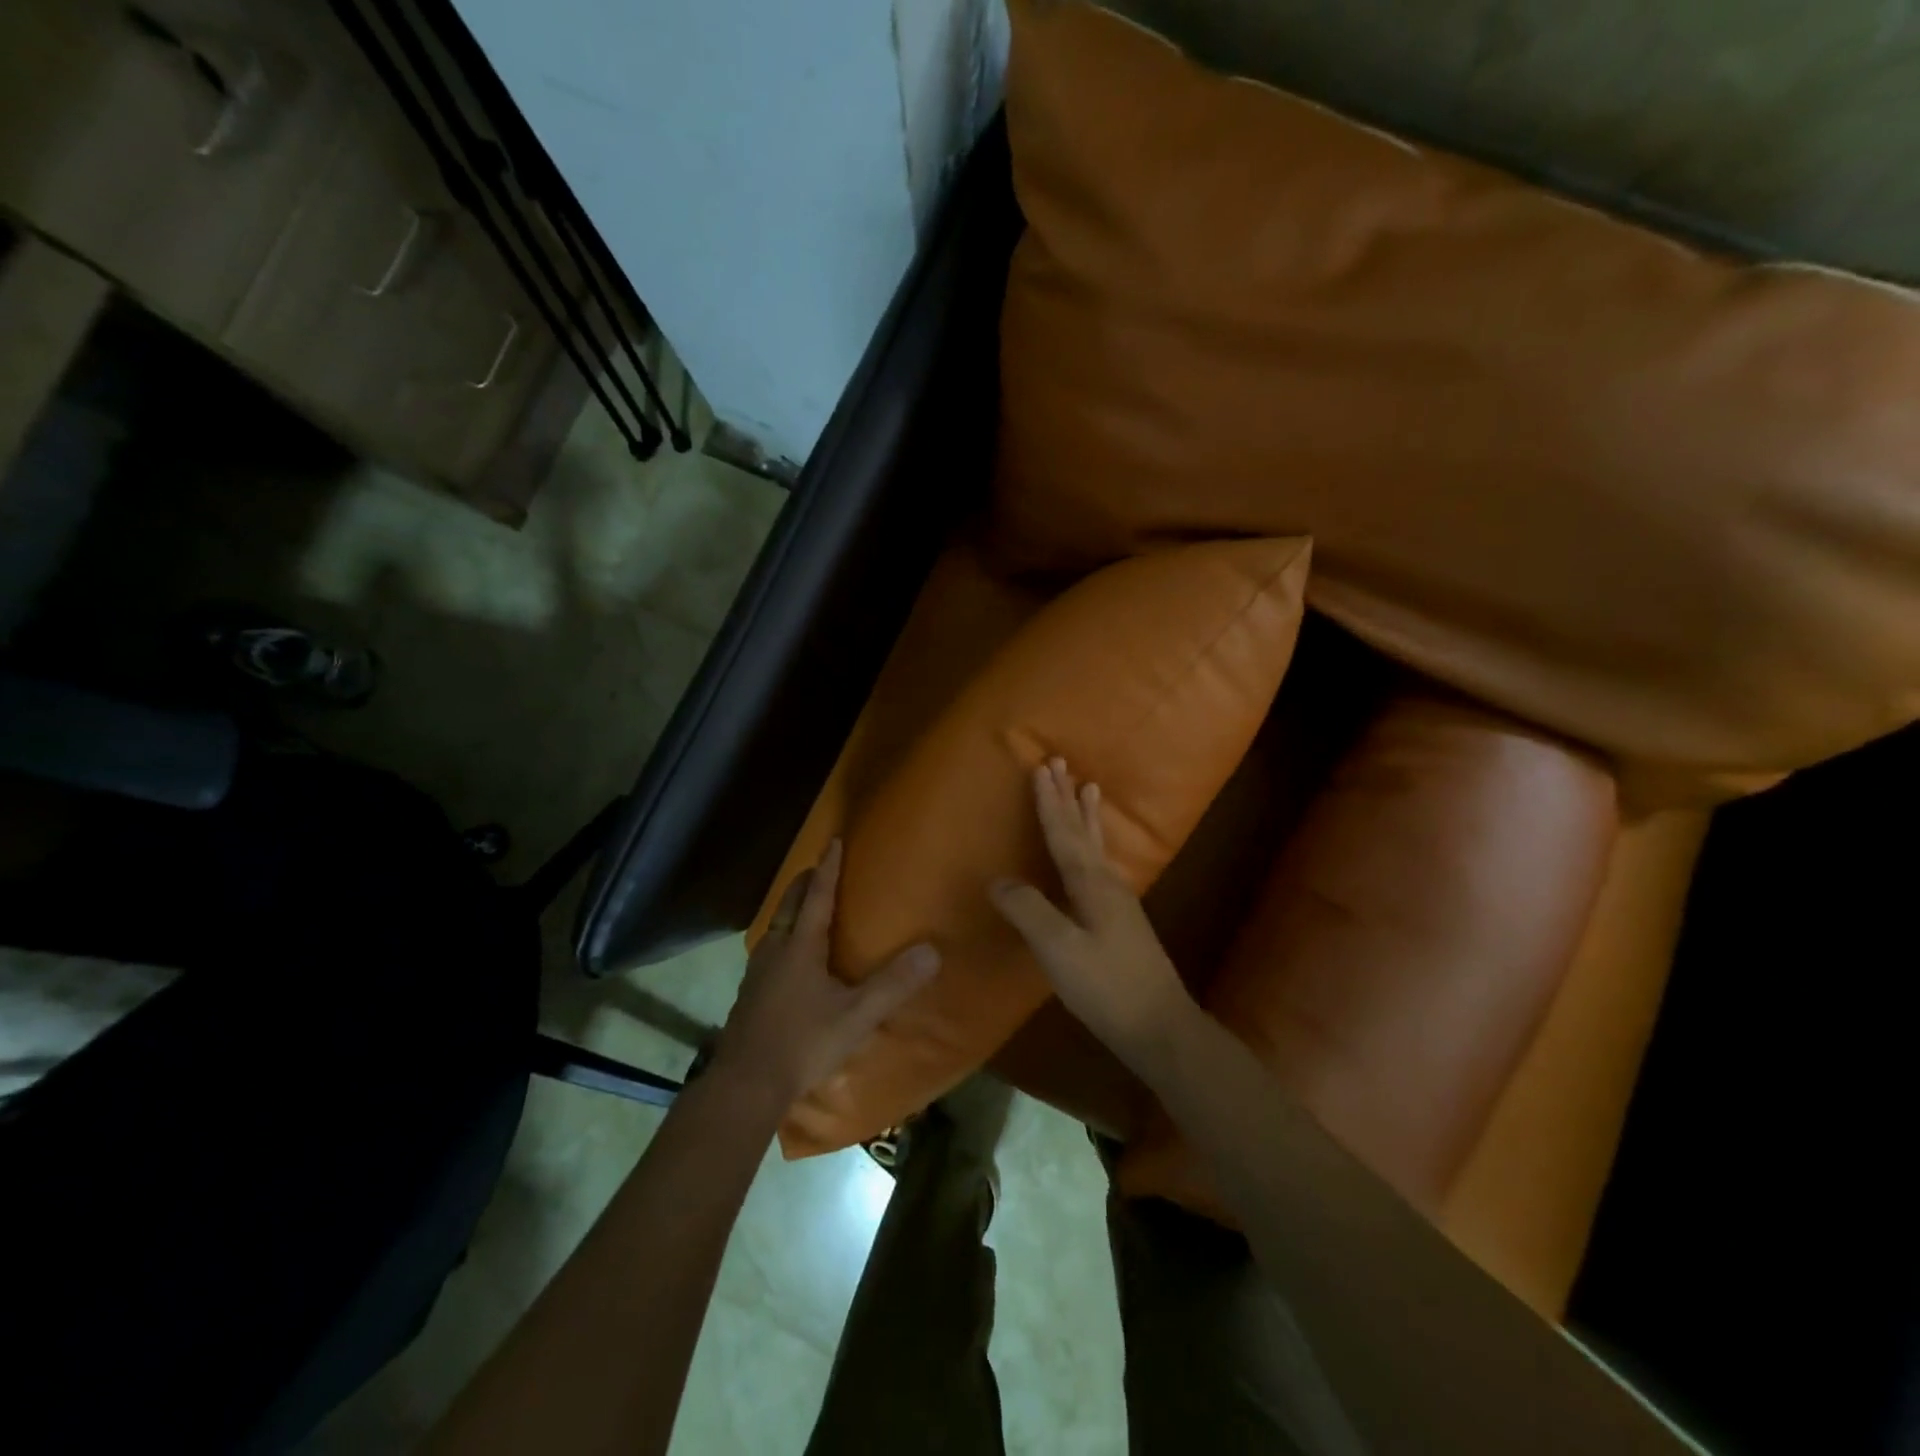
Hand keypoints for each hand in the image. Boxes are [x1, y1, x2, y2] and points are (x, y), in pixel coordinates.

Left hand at [713, 838, 939, 1104]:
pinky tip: (788, 958)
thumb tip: (932, 951)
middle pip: (789, 905)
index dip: (828, 868)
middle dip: (805, 883)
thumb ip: (893, 984)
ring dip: (791, 909)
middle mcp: (775, 951)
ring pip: (775, 927)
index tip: (833, 841)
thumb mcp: (856, 1016)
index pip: (817, 896)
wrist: (745, 1085)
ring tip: (805, 907)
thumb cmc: (803, 1043)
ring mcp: (757, 973)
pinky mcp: (749, 995)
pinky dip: (782, 936)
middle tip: (819, 868)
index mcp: (800, 947)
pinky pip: (768, 950)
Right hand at [990, 758, 1196, 1076]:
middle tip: (1061, 763)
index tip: (1041, 767)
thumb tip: (998, 880)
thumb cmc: (1107, 987)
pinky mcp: (1122, 920)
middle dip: (1068, 798)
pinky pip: (1101, 864)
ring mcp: (1119, 902)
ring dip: (1087, 816)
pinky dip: (1094, 844)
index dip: (1049, 802)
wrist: (1161, 1027)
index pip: (1063, 834)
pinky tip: (1096, 854)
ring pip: (1097, 846)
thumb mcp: (1059, 950)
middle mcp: (1108, 884)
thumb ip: (1028, 911)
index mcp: (1091, 884)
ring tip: (1089, 788)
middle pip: (1083, 832)